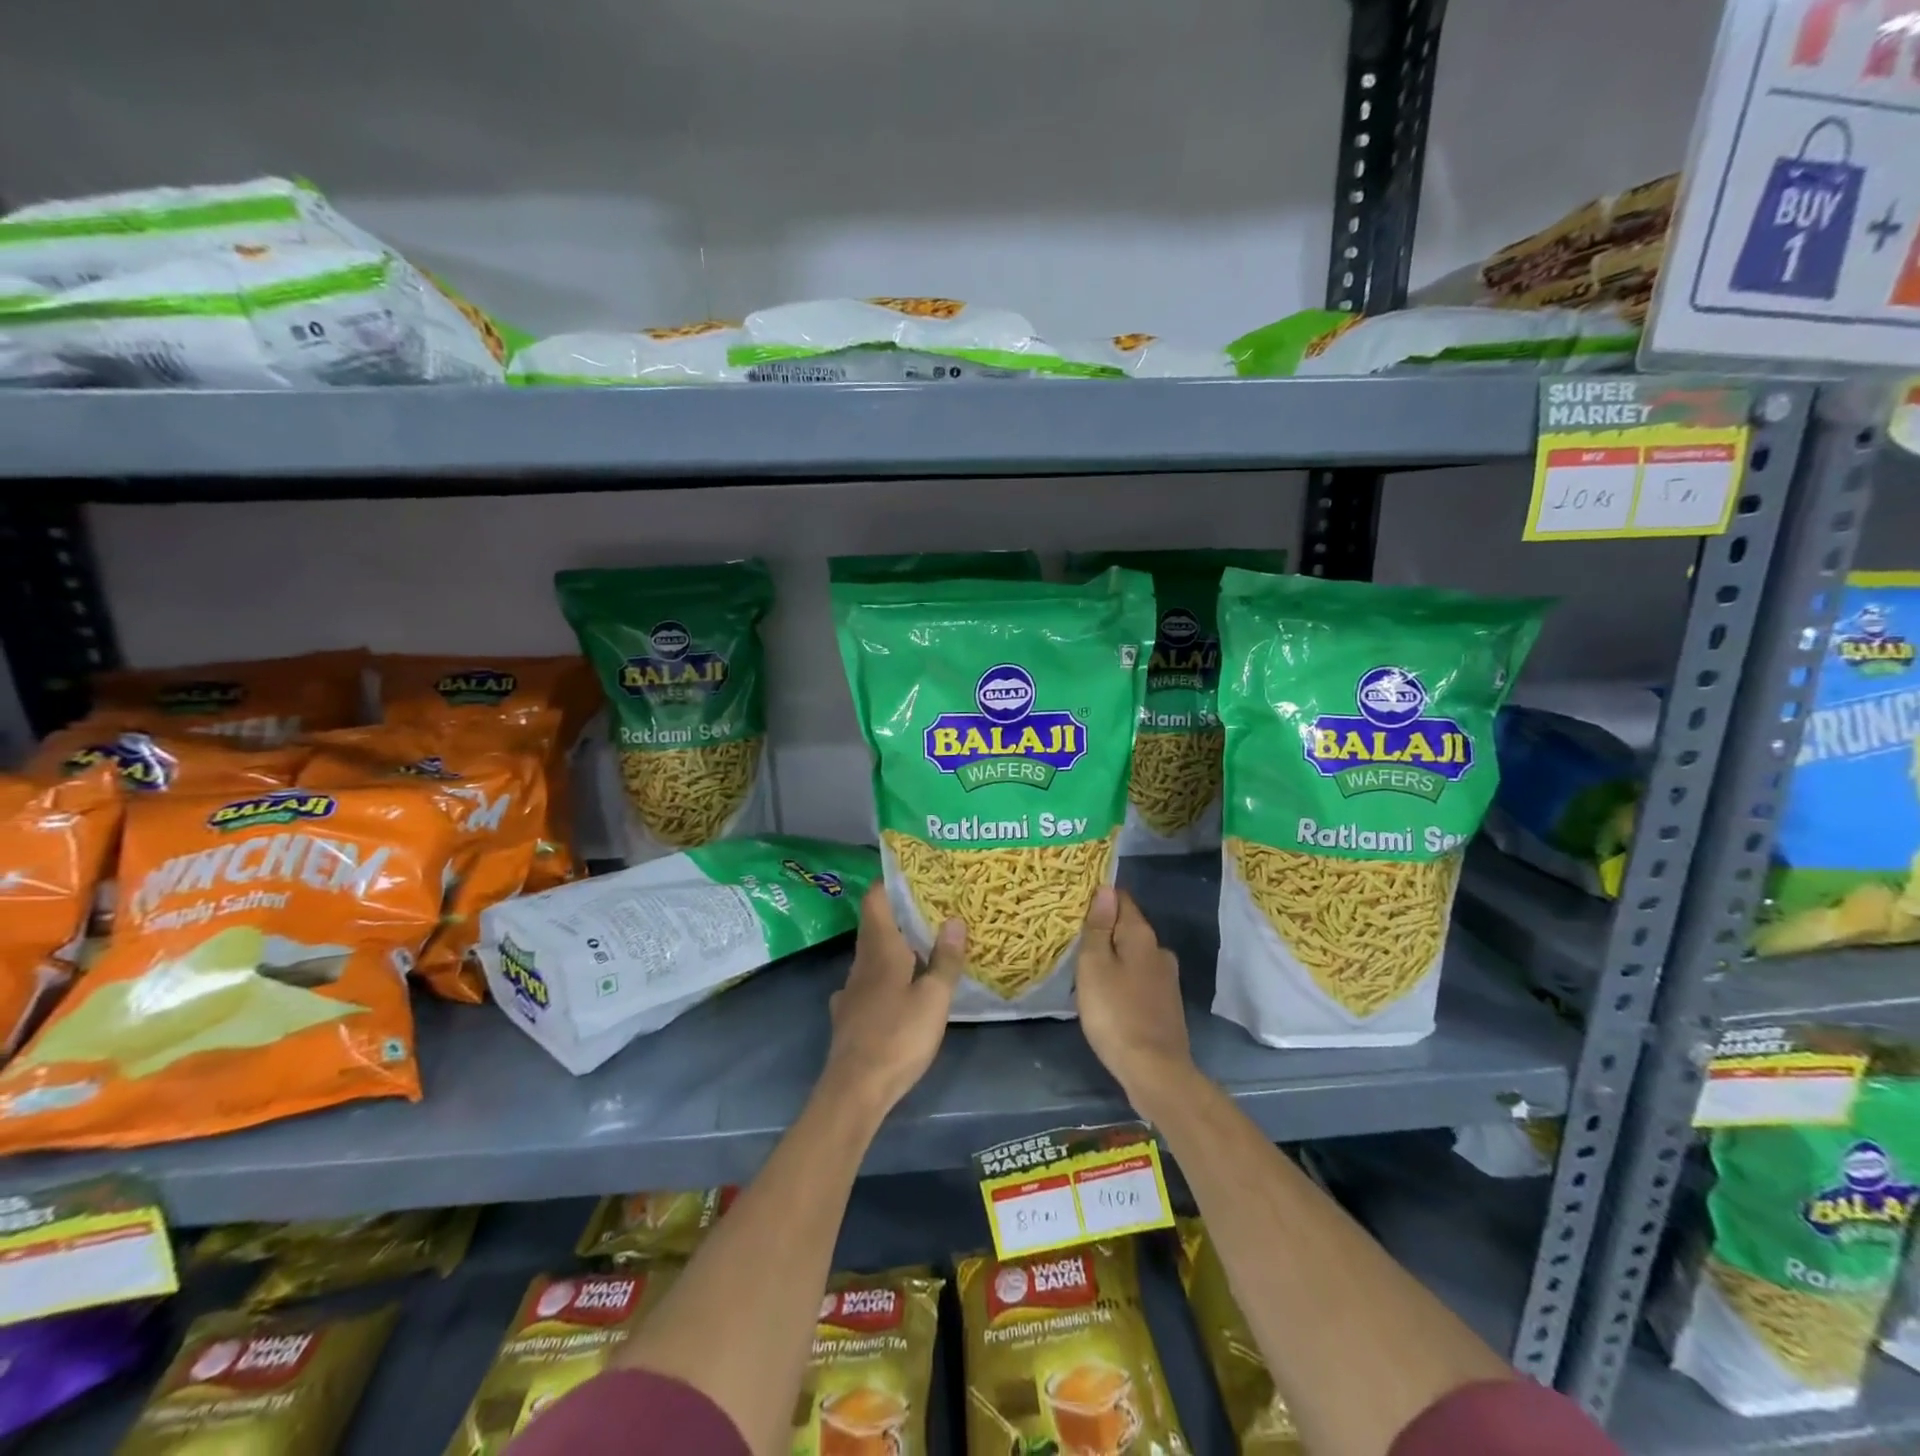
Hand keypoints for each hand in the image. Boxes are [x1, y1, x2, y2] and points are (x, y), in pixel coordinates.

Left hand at [821, 883, 965, 1115]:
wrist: (855, 1089)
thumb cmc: (898, 1036)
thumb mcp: (934, 998)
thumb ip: (945, 959)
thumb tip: (955, 919)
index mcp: (880, 949)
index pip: (874, 900)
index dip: (889, 884)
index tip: (913, 875)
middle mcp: (861, 963)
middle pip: (874, 927)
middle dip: (898, 915)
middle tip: (931, 909)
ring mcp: (851, 991)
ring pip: (871, 957)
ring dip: (893, 948)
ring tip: (922, 947)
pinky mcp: (848, 1016)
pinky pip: (867, 985)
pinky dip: (884, 978)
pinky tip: (898, 991)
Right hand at [1075, 887, 1194, 1115]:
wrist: (1155, 1071)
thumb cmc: (1115, 1013)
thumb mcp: (1094, 966)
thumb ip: (1098, 927)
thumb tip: (1105, 889)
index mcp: (1142, 936)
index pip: (1121, 899)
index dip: (1099, 897)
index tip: (1074, 904)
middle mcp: (1159, 950)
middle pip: (1127, 927)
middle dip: (1104, 929)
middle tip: (1073, 939)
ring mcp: (1167, 979)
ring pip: (1133, 955)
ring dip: (1113, 957)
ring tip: (1085, 968)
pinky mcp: (1166, 1004)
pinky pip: (1139, 978)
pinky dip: (1122, 979)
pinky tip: (1107, 995)